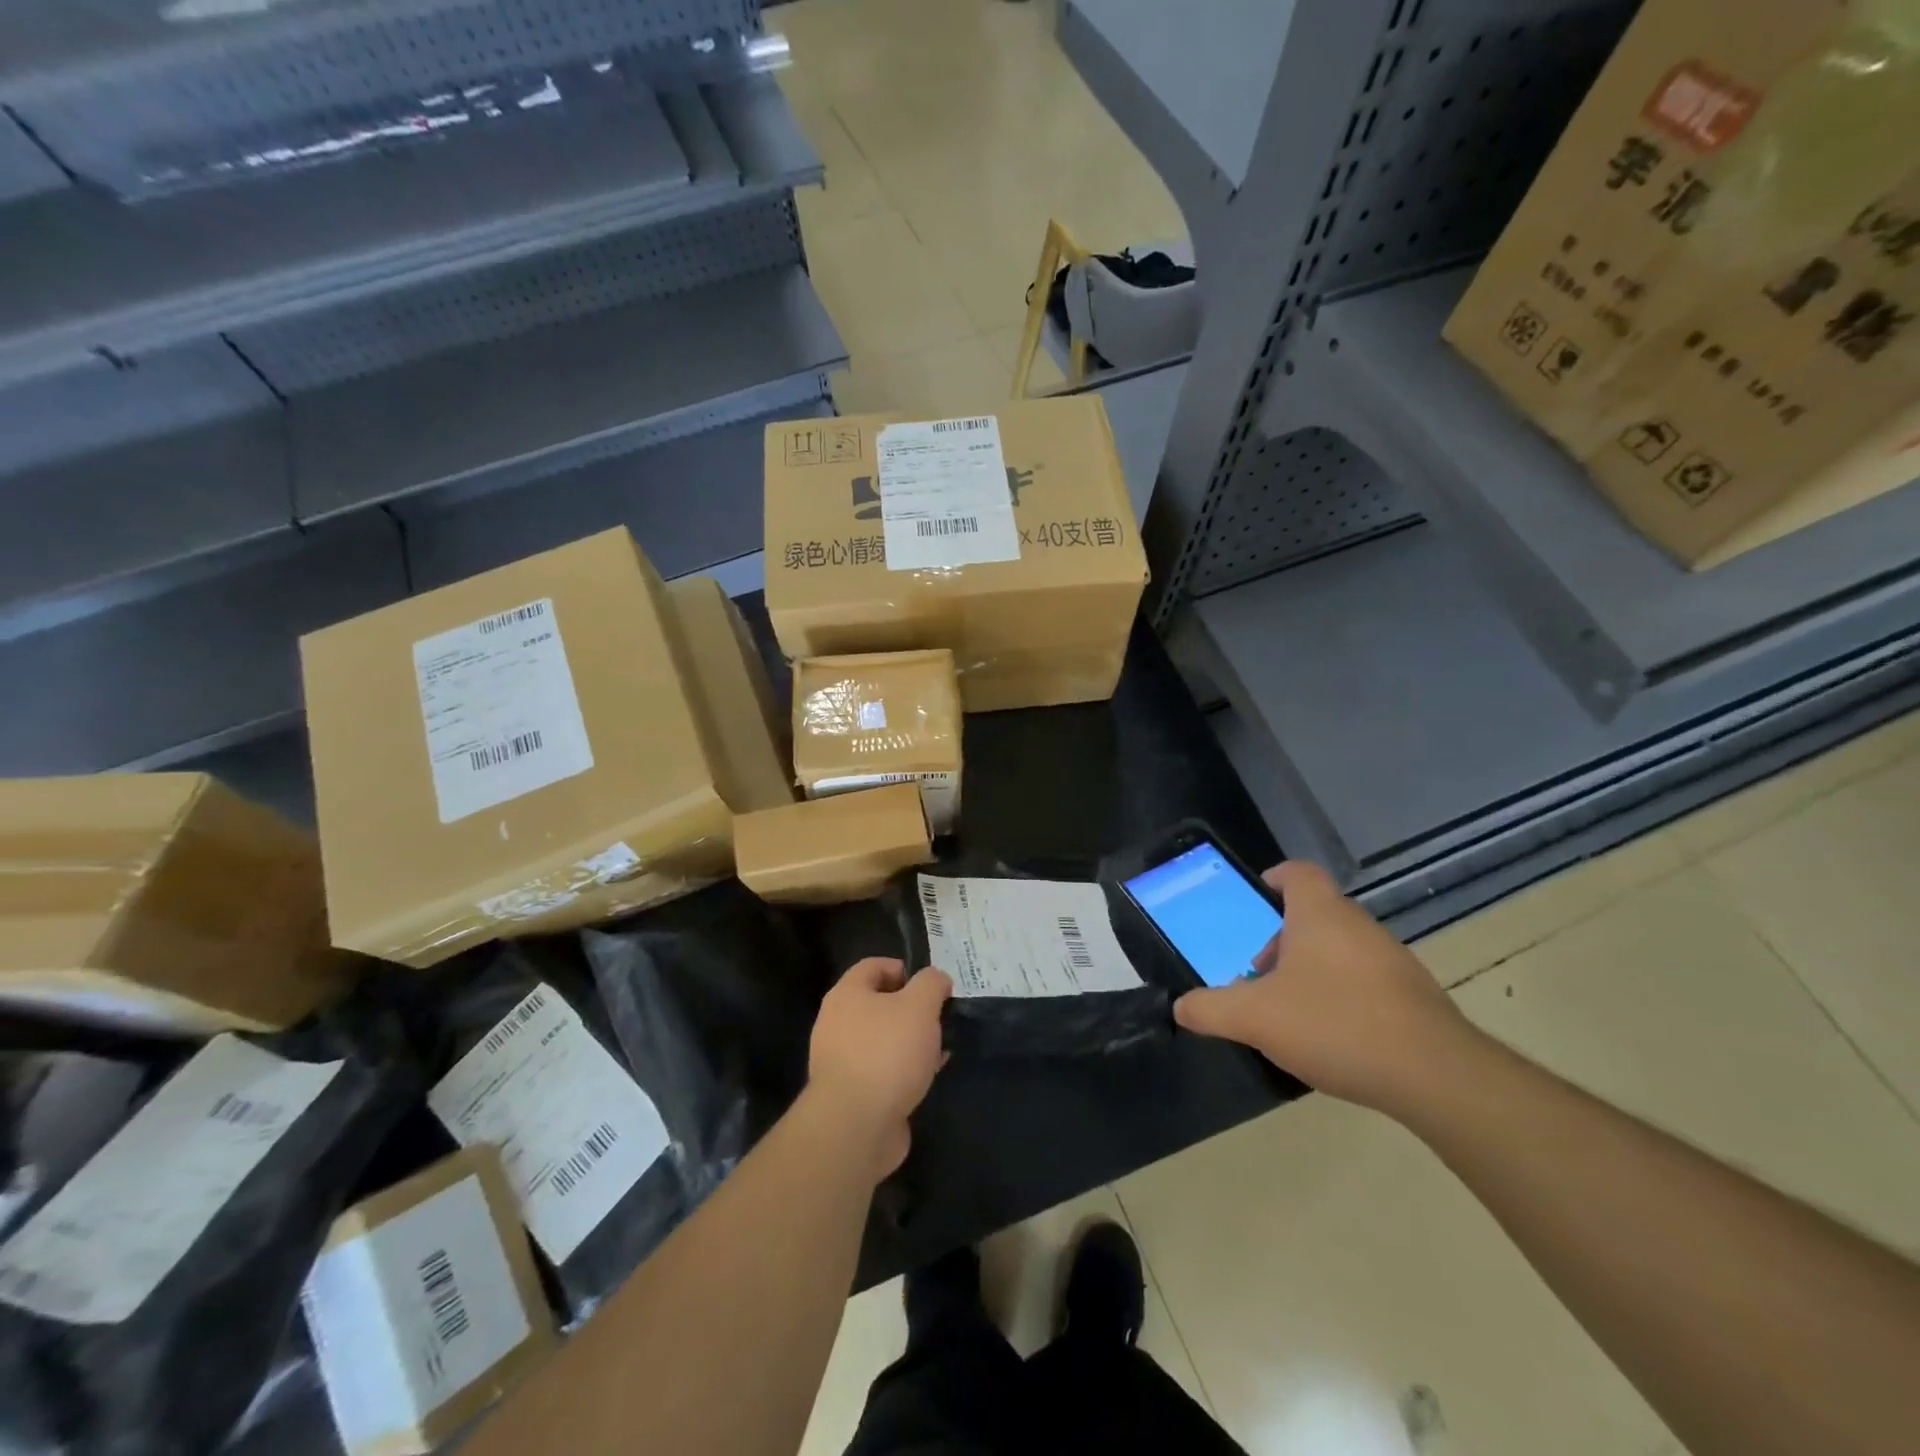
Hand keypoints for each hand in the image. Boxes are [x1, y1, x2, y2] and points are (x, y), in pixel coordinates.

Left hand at [807, 958, 951, 1180]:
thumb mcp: (919, 1006)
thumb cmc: (887, 1052)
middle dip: (912, 1008)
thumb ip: (931, 984)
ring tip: (941, 1046)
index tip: (932, 984)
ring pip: (884, 1039)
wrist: (856, 1126)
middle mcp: (838, 1023)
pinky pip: (884, 1070)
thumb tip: (936, 979)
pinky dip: (906, 1069)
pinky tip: (930, 1075)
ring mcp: (843, 1061)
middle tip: (940, 1016)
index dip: (904, 968)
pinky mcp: (854, 1094)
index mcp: (847, 995)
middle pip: (879, 1004)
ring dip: (912, 1041)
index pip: (873, 966)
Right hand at [1172, 861, 1474, 1116]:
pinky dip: (1343, 995)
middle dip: (1282, 939)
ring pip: (1340, 948)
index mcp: (1320, 914)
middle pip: (1314, 914)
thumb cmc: (1335, 1024)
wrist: (1435, 1076)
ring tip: (1291, 1010)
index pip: (1297, 872)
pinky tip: (1332, 1036)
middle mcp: (1358, 925)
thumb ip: (1211, 1009)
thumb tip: (1181, 1007)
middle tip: (1259, 972)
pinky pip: (1366, 980)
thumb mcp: (1255, 1018)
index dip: (1273, 879)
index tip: (1254, 902)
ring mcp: (1392, 959)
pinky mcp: (1415, 996)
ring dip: (1311, 968)